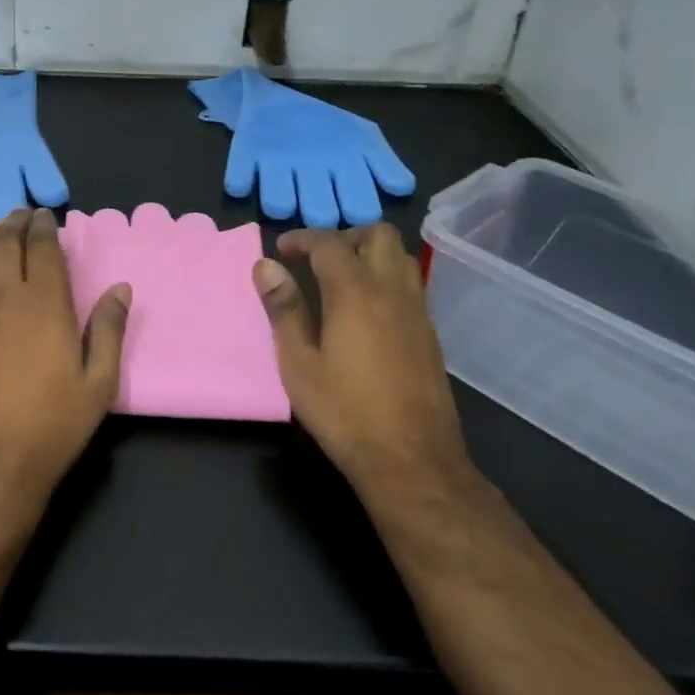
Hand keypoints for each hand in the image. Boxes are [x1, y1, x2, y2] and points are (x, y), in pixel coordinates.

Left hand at [0, 208, 129, 527]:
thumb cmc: (52, 426)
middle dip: (15, 222)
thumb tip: (121, 289)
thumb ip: (108, 330)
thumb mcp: (98, 384)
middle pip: (4, 242)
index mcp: (43, 304)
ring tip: (3, 236)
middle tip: (23, 216)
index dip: (45, 226)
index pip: (42, 247)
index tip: (48, 216)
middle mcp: (2, 297)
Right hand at [252, 224, 471, 498]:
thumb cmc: (344, 411)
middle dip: (345, 235)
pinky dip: (384, 279)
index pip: (330, 242)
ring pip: (400, 257)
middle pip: (378, 235)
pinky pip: (409, 285)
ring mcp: (417, 312)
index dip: (302, 238)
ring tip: (338, 280)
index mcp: (355, 292)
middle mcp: (392, 291)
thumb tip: (265, 265)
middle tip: (316, 260)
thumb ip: (284, 309)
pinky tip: (363, 311)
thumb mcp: (299, 363)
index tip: (280, 250)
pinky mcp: (429, 334)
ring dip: (369, 254)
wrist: (412, 459)